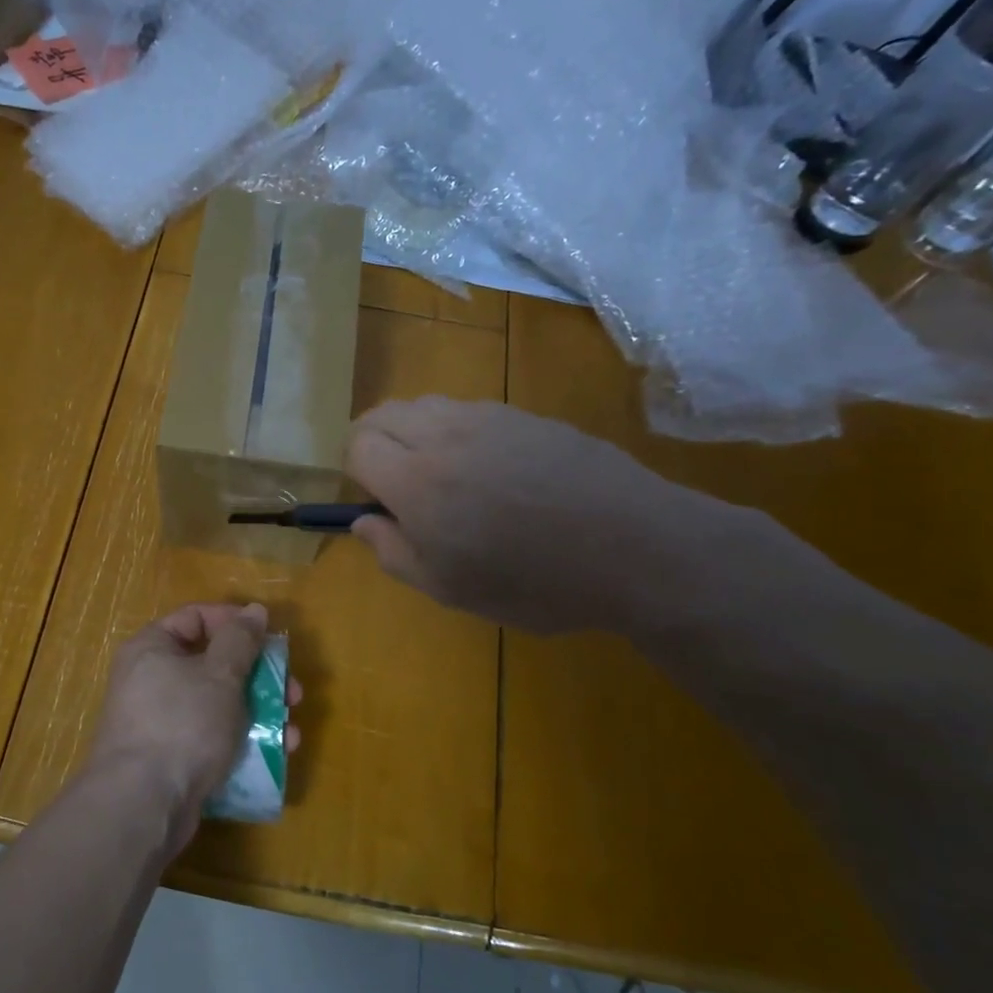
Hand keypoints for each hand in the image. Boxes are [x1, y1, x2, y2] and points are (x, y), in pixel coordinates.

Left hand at [88, 604, 302, 848]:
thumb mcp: (220, 674)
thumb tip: (254, 610)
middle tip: (293, 692)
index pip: (196, 618)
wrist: (142, 804)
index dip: (235, 623)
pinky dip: (243, 742)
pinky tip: (275, 755)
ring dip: (260, 713)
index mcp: (152, 648)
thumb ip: (240, 639)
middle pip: (214, 664)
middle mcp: (151, 680)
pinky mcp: (172, 758)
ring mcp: (160, 722)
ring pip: (219, 705)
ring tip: (291, 731)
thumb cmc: (182, 723)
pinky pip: (212, 738)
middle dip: (259, 677)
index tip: (269, 638)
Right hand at [345, 398, 732, 634]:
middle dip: (375, 443)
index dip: (356, 472)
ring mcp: (488, 417)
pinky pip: (467, 408)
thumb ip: (393, 552)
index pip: (356, 445)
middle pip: (382, 414)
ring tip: (444, 475)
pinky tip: (491, 468)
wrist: (635, 547)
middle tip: (398, 485)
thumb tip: (363, 521)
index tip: (378, 502)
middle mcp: (444, 434)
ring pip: (424, 404)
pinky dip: (455, 429)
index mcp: (416, 480)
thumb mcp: (451, 588)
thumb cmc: (535, 581)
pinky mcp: (525, 414)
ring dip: (414, 432)